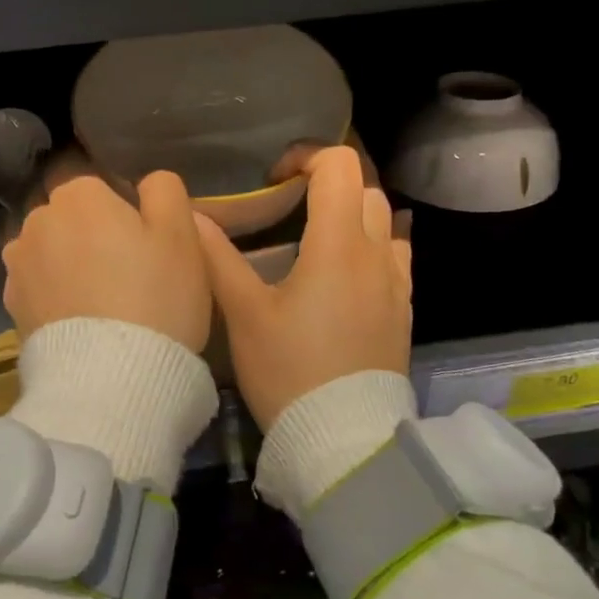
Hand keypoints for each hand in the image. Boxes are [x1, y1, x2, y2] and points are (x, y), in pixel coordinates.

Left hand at [2, 172, 211, 350]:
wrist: (111, 378)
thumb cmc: (156, 296)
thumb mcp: (182, 234)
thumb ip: (164, 191)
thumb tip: (147, 182)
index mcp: (79, 194)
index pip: (100, 187)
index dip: (124, 214)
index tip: (144, 246)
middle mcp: (38, 220)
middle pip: (71, 218)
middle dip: (92, 236)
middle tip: (127, 275)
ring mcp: (18, 265)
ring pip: (51, 252)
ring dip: (68, 266)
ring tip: (101, 303)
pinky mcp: (11, 306)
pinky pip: (39, 288)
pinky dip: (55, 297)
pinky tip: (80, 323)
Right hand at [195, 146, 411, 429]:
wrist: (344, 440)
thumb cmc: (289, 371)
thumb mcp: (245, 315)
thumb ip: (219, 258)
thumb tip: (194, 215)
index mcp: (338, 244)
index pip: (339, 166)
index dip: (305, 157)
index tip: (274, 180)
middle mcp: (377, 253)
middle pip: (364, 188)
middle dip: (328, 183)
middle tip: (289, 206)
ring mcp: (397, 283)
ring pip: (384, 221)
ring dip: (352, 213)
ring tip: (315, 239)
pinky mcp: (404, 311)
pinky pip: (394, 257)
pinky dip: (370, 246)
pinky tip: (344, 275)